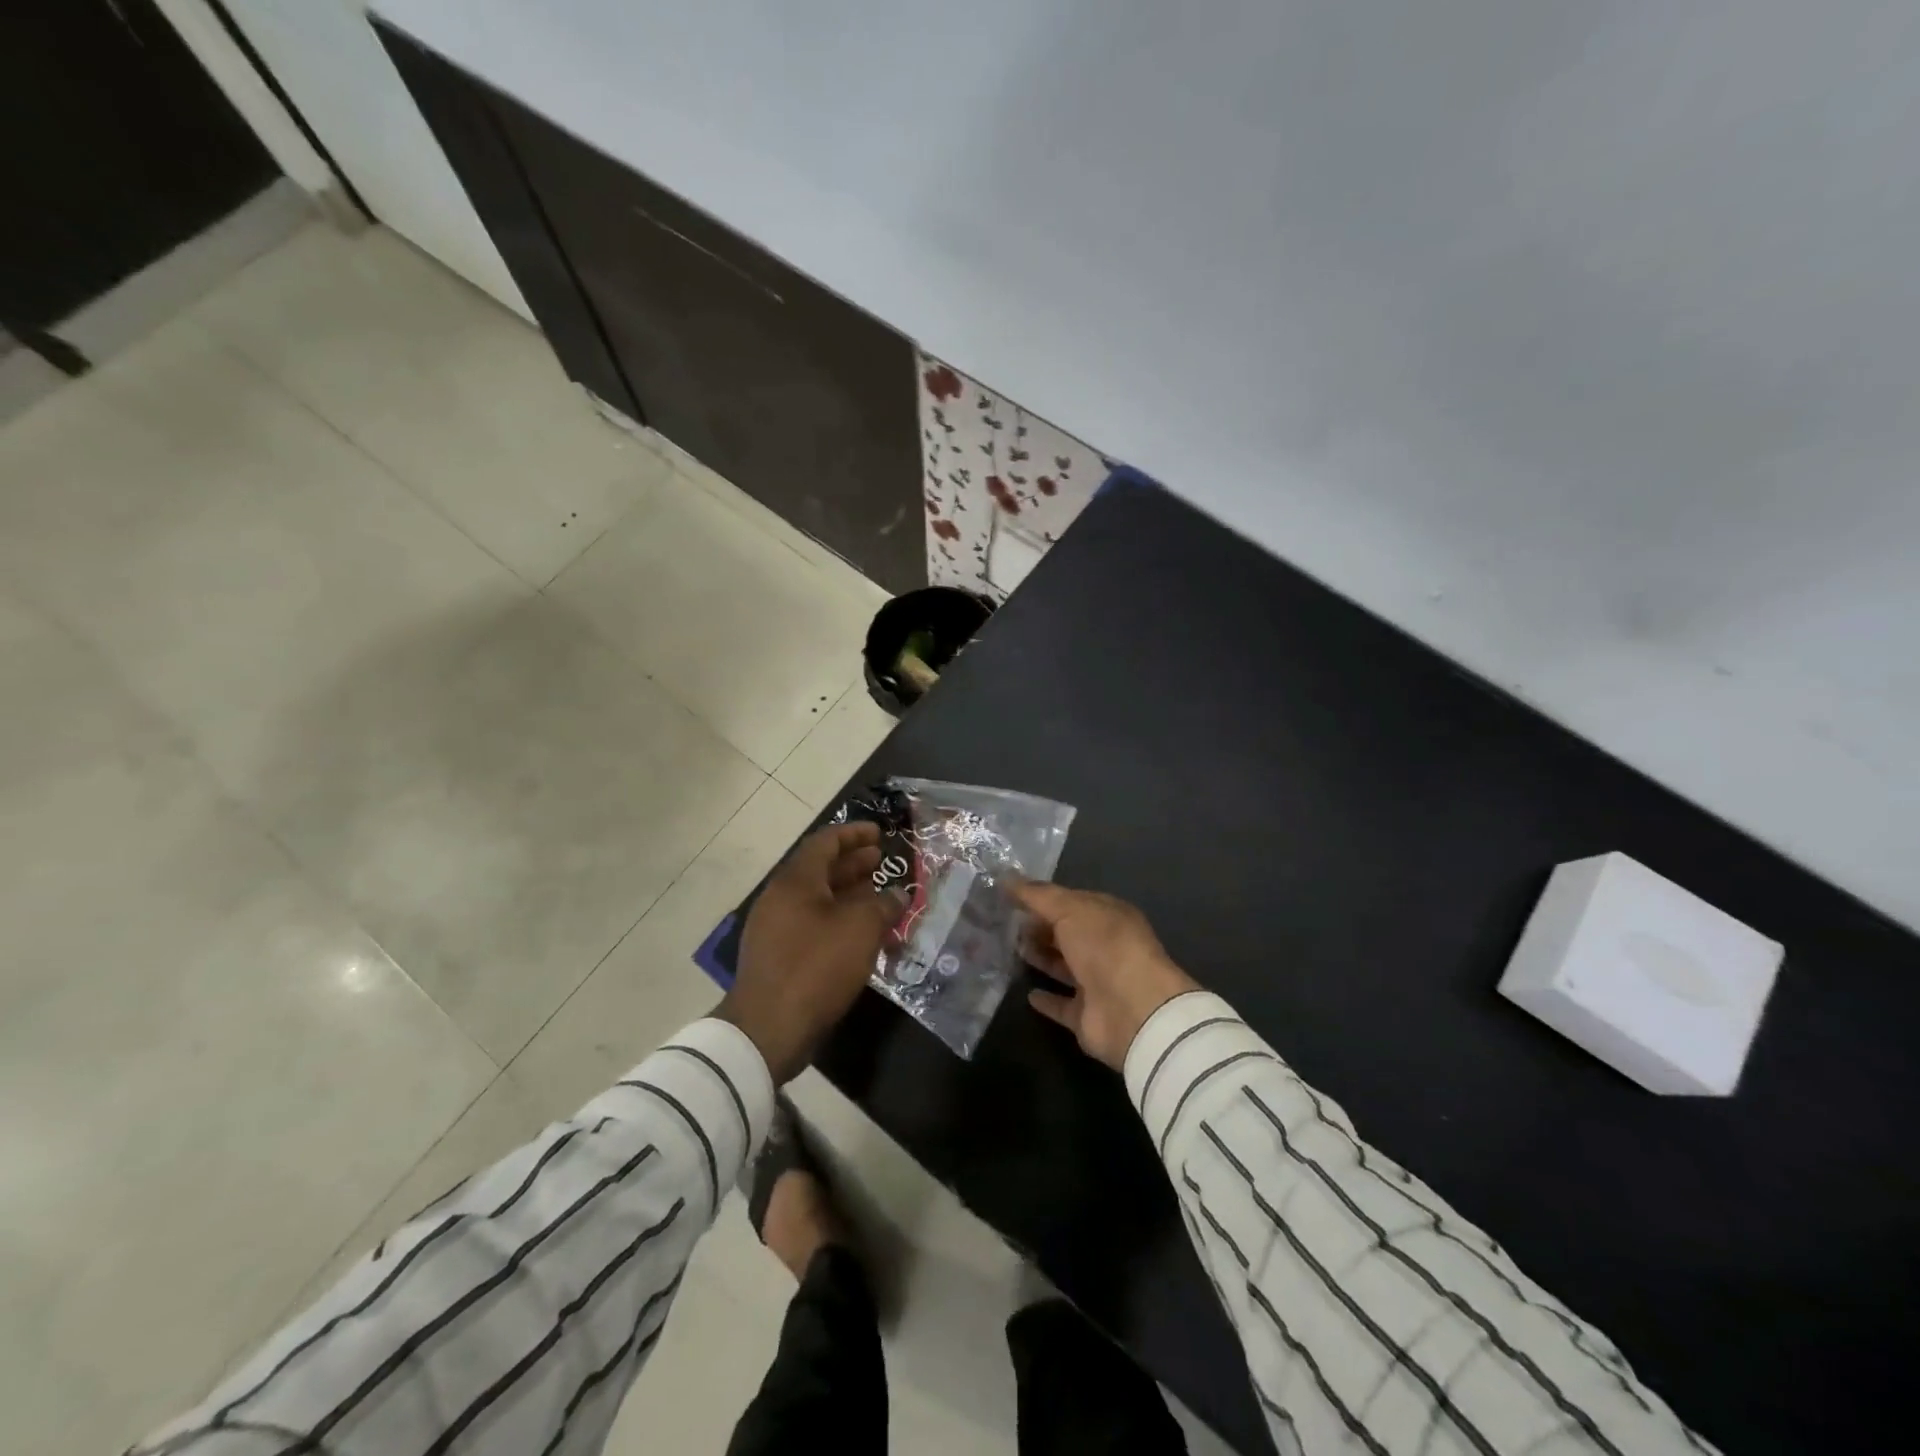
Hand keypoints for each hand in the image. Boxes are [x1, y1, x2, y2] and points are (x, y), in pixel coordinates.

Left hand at [719, 823, 899, 1082]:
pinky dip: (839, 922)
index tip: (880, 833)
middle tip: (882, 862)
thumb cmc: (816, 966)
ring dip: (850, 895)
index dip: (854, 834)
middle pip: (820, 870)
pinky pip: (813, 926)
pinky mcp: (779, 957)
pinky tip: (862, 935)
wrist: (768, 1029)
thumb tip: (899, 894)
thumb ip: (883, 905)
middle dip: (853, 864)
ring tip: (880, 897)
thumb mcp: (859, 929)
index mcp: (795, 881)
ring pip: (818, 900)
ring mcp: (776, 929)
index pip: (825, 842)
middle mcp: (781, 898)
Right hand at [1014, 882, 1198, 1070]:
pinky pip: (1063, 1005)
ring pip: (1064, 966)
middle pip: (1067, 934)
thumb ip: (1037, 895)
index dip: (1043, 898)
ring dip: (1041, 958)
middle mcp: (1105, 947)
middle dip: (1040, 927)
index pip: (1071, 902)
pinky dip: (1047, 1000)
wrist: (1133, 1010)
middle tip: (1006, 924)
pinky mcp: (1088, 1016)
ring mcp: (1098, 983)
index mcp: (1108, 916)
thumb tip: (1005, 877)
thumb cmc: (1104, 946)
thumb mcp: (1069, 909)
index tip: (1010, 896)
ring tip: (1011, 950)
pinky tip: (1027, 994)